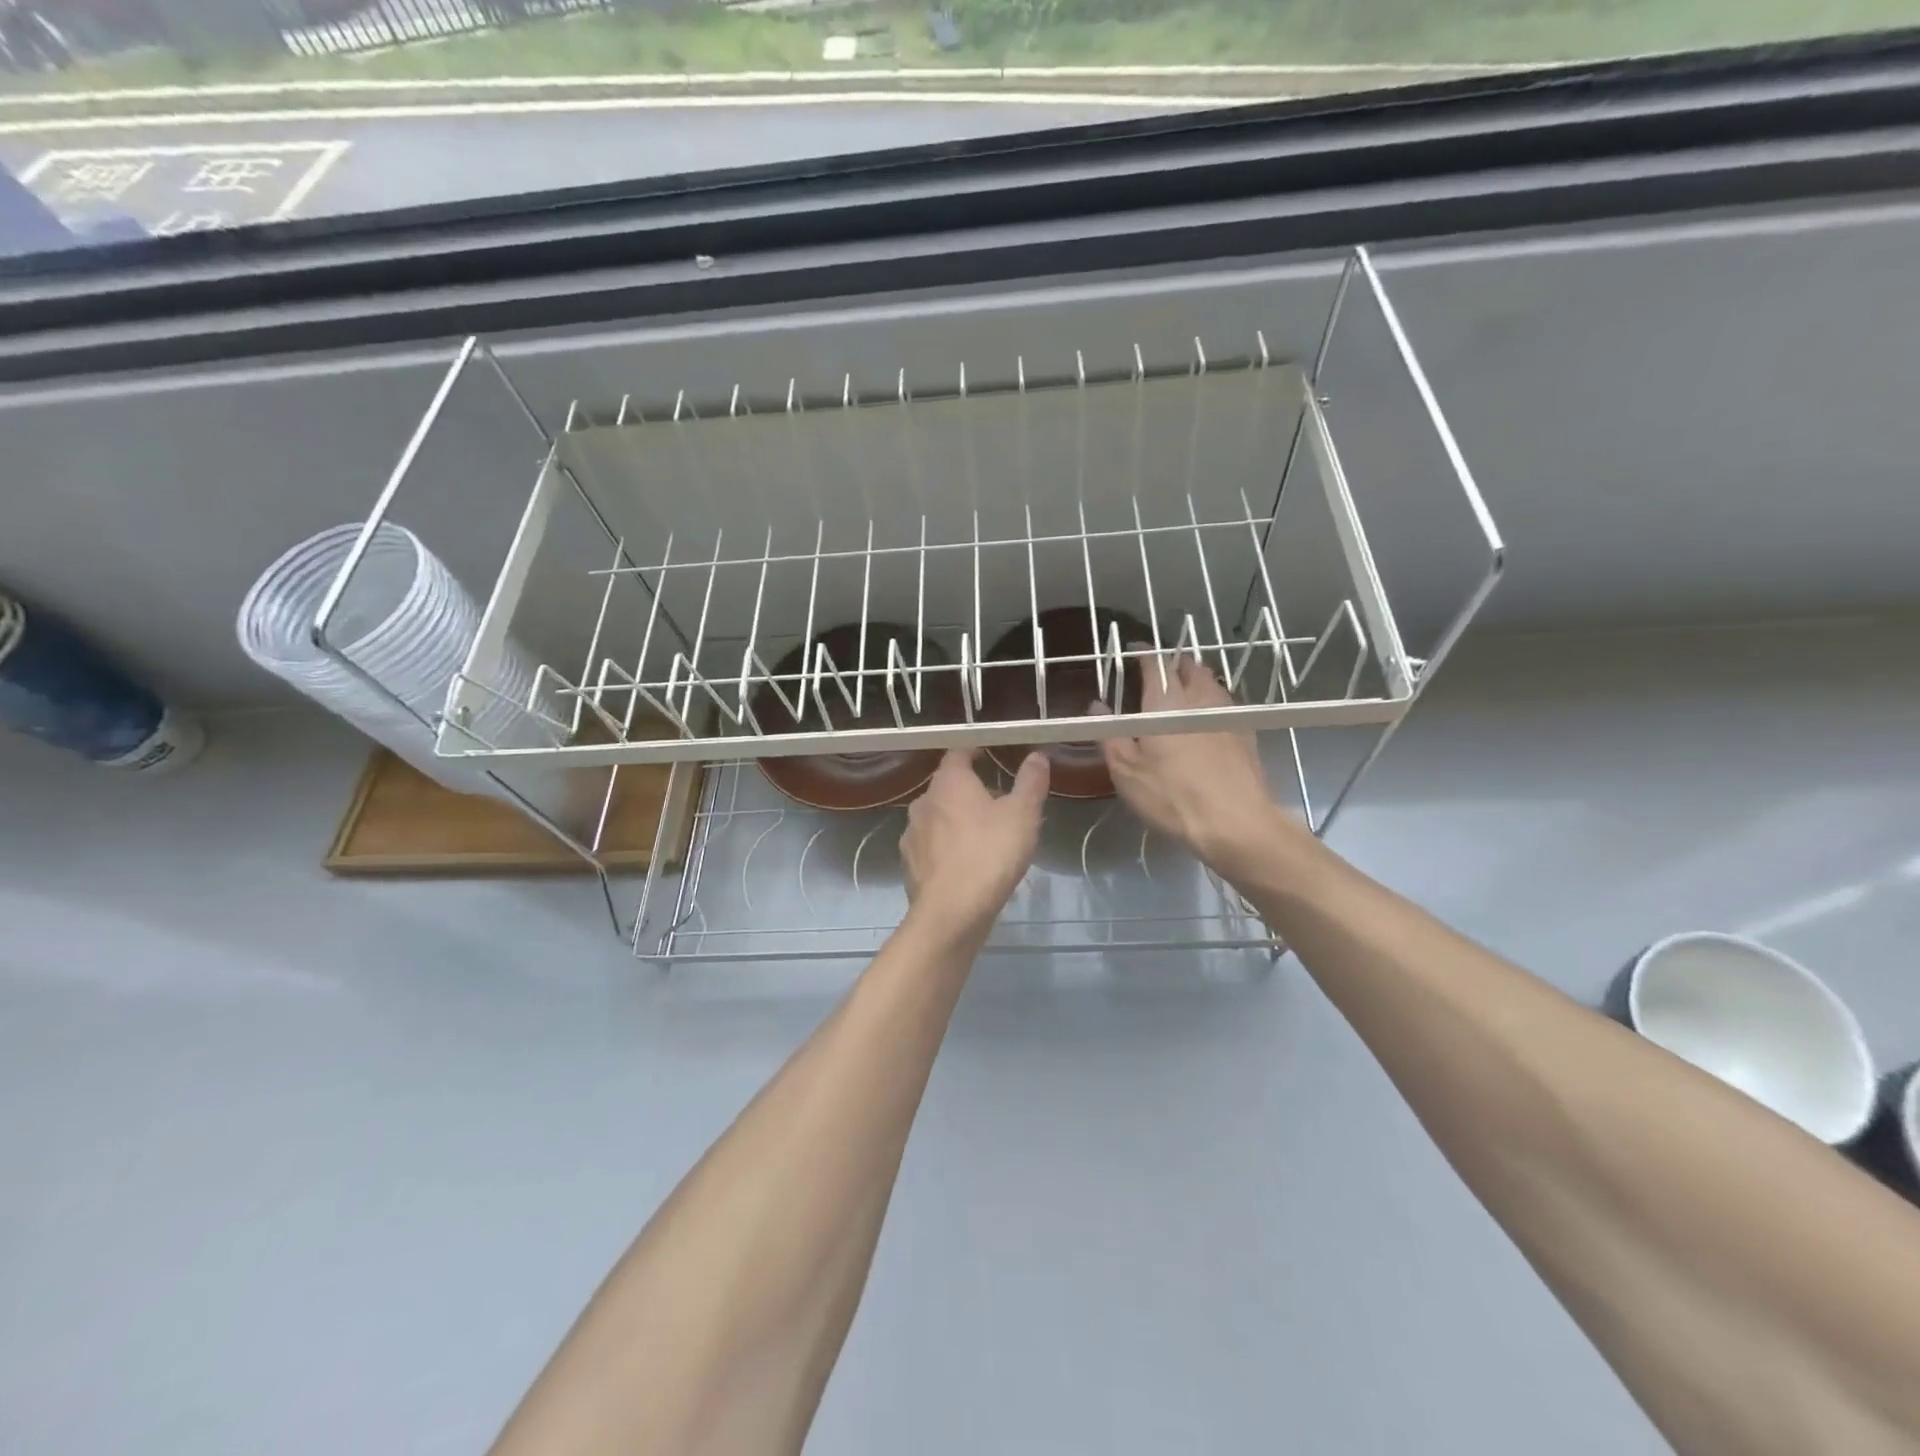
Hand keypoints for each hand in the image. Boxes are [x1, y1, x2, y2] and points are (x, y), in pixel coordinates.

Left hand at [900, 749, 1048, 938]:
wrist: (951, 913)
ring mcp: (912, 834)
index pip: (957, 753)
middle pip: (947, 786)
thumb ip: (1030, 782)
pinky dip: (947, 847)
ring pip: (937, 817)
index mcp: (949, 783)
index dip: (973, 751)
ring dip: (957, 820)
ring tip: (984, 835)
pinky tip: (965, 863)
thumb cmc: (990, 854)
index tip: (988, 754)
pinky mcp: (910, 864)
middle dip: (969, 790)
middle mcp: (923, 802)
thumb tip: (1037, 755)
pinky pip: (931, 846)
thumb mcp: (1022, 815)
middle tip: (997, 801)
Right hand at [1091, 649, 1282, 871]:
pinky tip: (1205, 717)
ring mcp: (1226, 714)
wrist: (1236, 822)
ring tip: (1182, 688)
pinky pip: (1224, 703)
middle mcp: (1198, 699)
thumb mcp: (1127, 772)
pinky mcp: (1245, 732)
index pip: (1153, 664)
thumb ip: (1110, 735)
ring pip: (1209, 682)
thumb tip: (1097, 706)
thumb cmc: (1172, 797)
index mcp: (1164, 703)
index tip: (1132, 650)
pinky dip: (1211, 700)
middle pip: (1187, 667)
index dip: (1142, 653)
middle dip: (1172, 663)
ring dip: (1194, 678)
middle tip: (1158, 670)